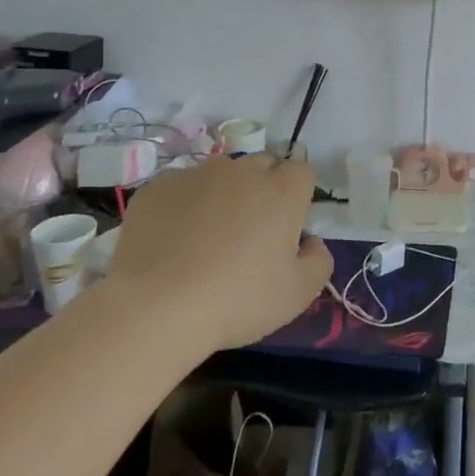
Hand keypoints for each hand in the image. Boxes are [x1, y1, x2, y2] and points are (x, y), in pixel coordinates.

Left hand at [108, 155, 332, 350]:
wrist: (155, 309)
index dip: (298, 196)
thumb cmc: (237, 300)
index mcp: (282, 190)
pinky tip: (172, 242)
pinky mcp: (157, 187)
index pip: (301, 172)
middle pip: (261, 166)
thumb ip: (319, 260)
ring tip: (205, 237)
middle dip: (262, 189)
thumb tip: (311, 241)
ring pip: (219, 175)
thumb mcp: (298, 293)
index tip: (286, 227)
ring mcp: (196, 174)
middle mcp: (242, 170)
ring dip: (222, 194)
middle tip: (249, 233)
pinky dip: (182, 206)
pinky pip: (180, 188)